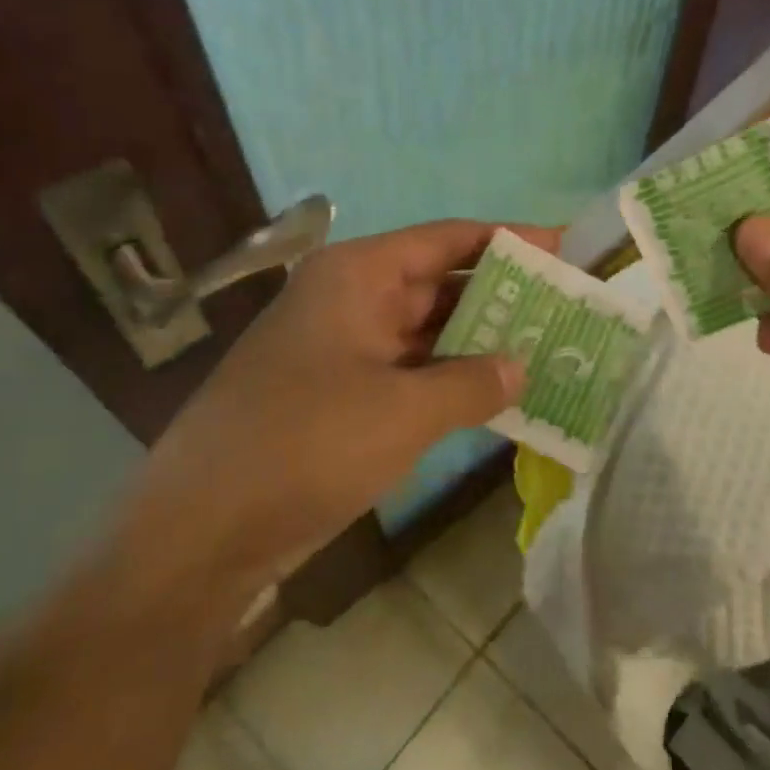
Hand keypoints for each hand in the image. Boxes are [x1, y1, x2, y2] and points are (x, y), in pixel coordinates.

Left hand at [131, 219, 554, 587]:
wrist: (204, 530)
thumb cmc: (306, 445)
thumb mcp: (404, 411)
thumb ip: (472, 382)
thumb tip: (519, 366)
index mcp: (357, 275)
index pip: (445, 239)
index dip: (506, 240)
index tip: (562, 249)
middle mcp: (349, 299)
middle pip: (438, 283)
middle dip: (500, 297)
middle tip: (566, 309)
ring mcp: (342, 348)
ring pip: (425, 332)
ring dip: (478, 343)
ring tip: (547, 351)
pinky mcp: (339, 394)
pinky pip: (408, 372)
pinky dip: (449, 380)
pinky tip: (496, 396)